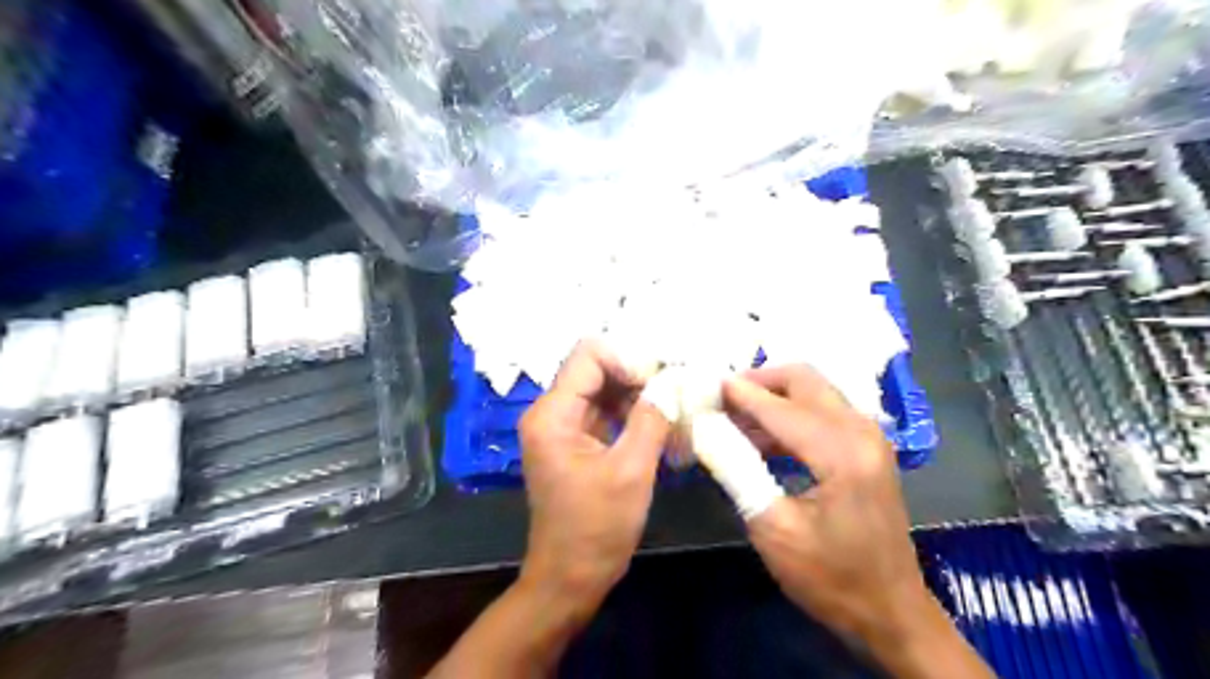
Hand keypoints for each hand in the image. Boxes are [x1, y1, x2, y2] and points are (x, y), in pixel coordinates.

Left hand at [520, 341, 669, 611]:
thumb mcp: (631, 471)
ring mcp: (562, 427)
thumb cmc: (597, 528)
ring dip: (637, 396)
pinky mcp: (575, 442)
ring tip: (672, 413)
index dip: (627, 360)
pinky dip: (631, 414)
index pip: (588, 356)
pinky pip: (604, 412)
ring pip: (603, 389)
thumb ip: (651, 418)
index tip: (659, 385)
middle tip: (674, 396)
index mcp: (552, 414)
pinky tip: (660, 428)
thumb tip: (671, 381)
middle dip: (636, 377)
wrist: (570, 578)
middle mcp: (551, 412)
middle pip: (595, 369)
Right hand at [727, 366, 932, 646]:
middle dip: (758, 381)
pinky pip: (822, 410)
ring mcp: (869, 436)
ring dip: (771, 397)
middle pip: (803, 379)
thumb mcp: (773, 529)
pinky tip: (759, 437)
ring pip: (813, 391)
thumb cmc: (831, 578)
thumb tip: (704, 428)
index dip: (738, 394)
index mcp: (843, 453)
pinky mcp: (867, 447)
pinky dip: (788, 413)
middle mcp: (862, 431)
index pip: (780, 407)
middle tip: (719, 397)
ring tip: (730, 417)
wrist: (891, 612)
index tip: (700, 384)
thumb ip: (737, 470)